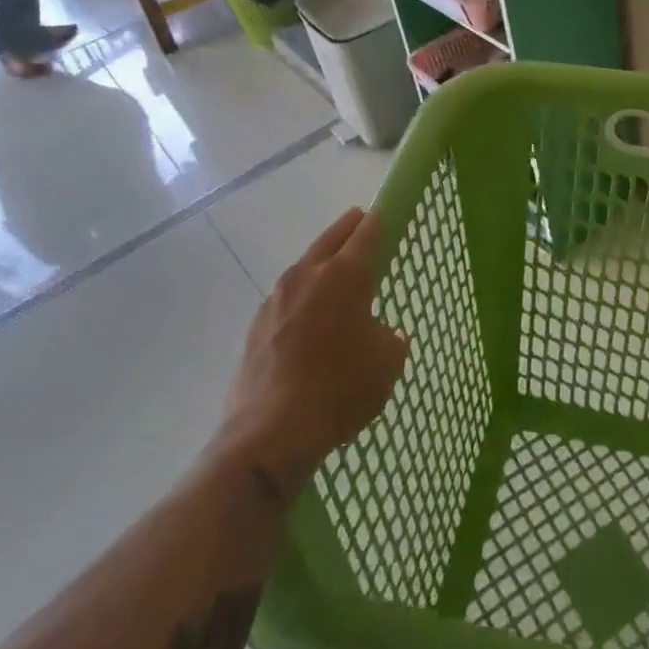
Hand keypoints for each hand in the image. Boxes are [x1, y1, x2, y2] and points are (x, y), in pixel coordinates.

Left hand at [209, 208, 407, 497]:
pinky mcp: (256, 325)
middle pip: (334, 236)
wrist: (270, 434)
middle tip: (366, 230)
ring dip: (323, 266)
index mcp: (346, 274)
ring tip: (338, 283)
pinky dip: (302, 300)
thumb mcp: (387, 362)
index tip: (391, 215)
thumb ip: (389, 336)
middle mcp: (308, 273)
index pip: (370, 230)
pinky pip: (287, 298)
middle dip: (352, 229)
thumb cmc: (341, 389)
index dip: (383, 218)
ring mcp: (277, 297)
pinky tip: (309, 325)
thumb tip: (377, 333)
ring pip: (307, 265)